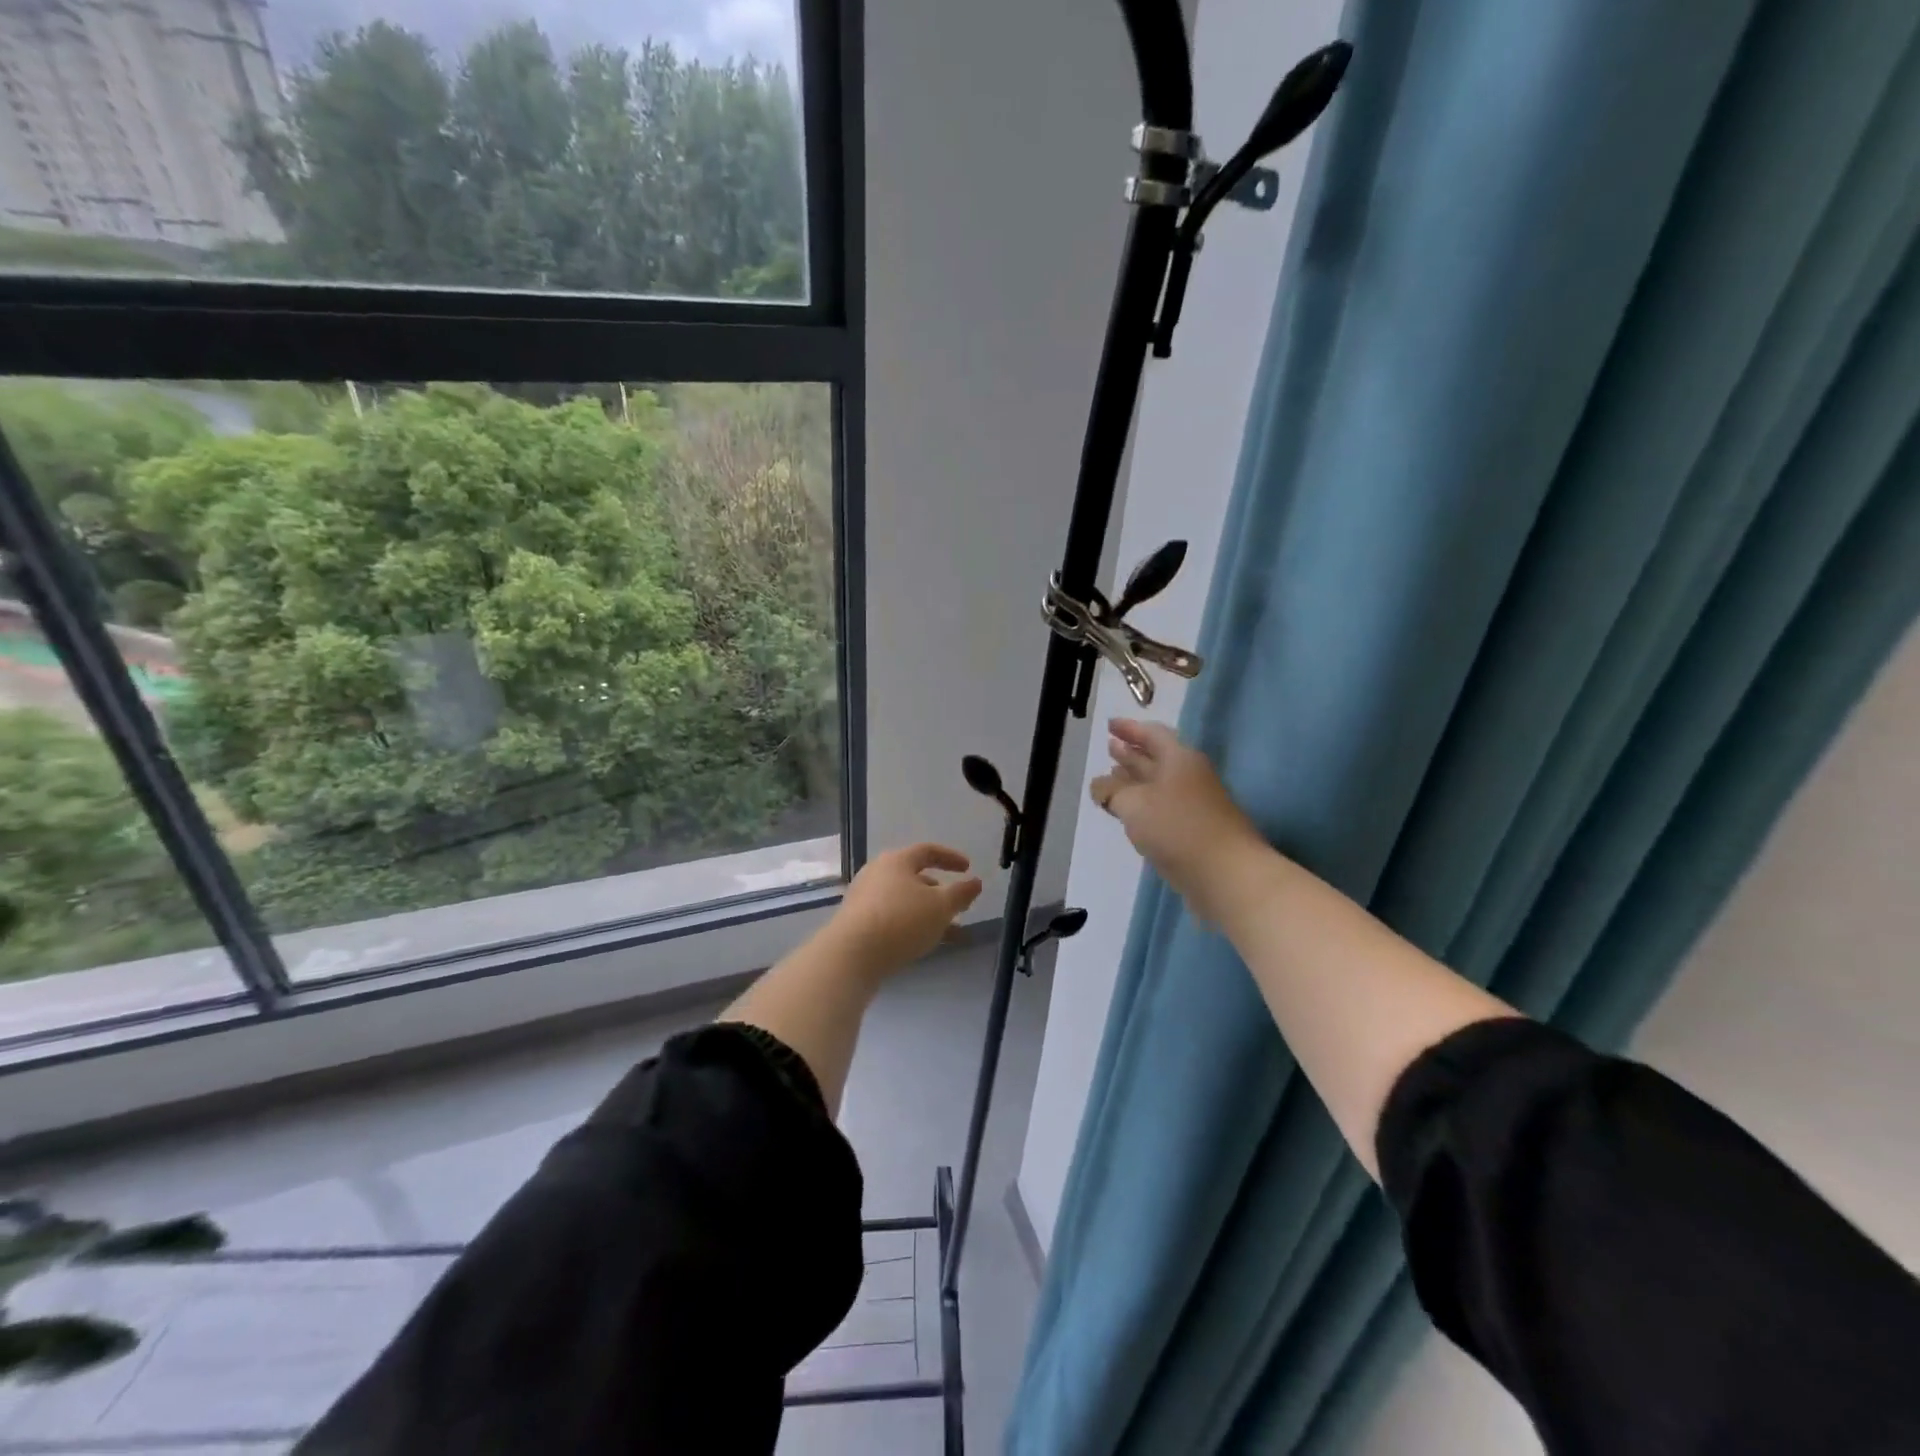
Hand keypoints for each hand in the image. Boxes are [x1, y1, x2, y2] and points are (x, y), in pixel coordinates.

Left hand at [829, 843, 984, 978]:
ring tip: (950, 932)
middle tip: (958, 905)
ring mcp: (864, 898)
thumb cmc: (901, 920)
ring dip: (928, 912)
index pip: (927, 851)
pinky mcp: (857, 922)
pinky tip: (924, 943)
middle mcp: (877, 873)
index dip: (950, 858)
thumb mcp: (940, 906)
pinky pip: (891, 917)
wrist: (852, 955)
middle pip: (913, 876)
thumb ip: (961, 893)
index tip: (968, 868)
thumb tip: (975, 882)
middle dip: (939, 891)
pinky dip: (911, 924)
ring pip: (904, 900)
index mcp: (897, 861)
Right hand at [1090, 719, 1265, 923]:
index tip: (1109, 725)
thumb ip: (1111, 792)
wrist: (1226, 874)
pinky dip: (1144, 805)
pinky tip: (1131, 814)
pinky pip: (1163, 808)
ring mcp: (1195, 805)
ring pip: (1159, 785)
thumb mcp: (1133, 804)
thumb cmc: (1177, 828)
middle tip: (1109, 747)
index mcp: (1179, 759)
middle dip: (1131, 753)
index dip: (1129, 728)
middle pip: (1157, 758)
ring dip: (1135, 780)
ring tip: (1112, 778)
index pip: (1152, 734)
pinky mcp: (1194, 831)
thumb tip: (1098, 786)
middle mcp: (1189, 776)